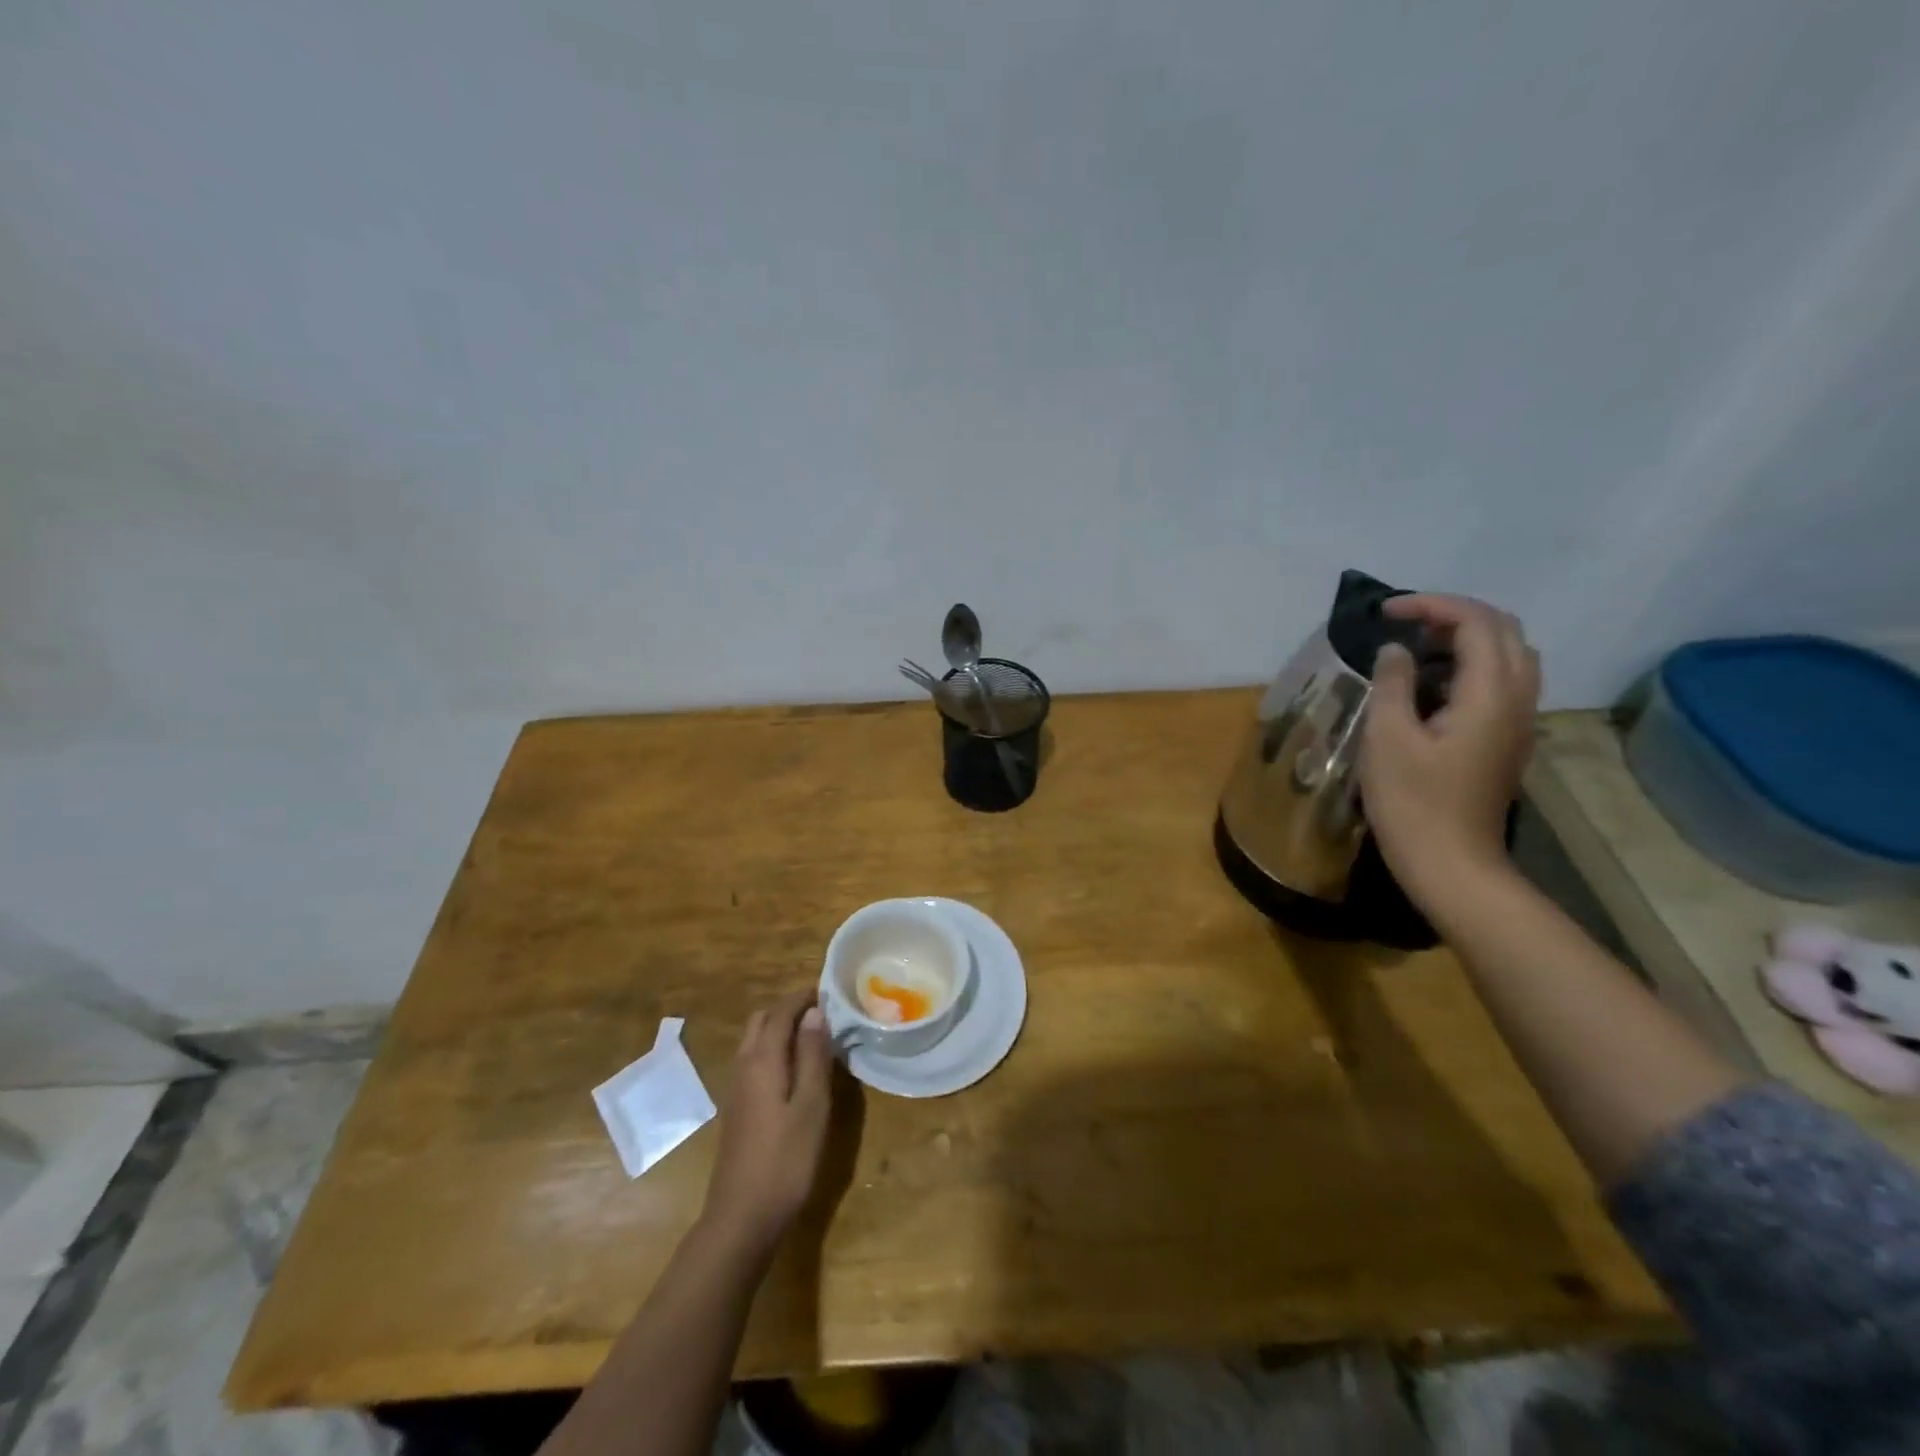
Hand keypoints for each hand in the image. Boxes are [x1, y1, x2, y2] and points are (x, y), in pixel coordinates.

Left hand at [700, 992, 832, 1256]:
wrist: (741, 1218)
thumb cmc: (785, 1159)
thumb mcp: (811, 1105)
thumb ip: (813, 1056)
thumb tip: (815, 1013)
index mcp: (762, 1060)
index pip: (780, 1012)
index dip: (803, 997)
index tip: (830, 989)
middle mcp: (744, 1066)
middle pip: (761, 1021)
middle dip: (789, 1009)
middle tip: (823, 1013)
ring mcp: (737, 1089)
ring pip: (755, 1041)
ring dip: (780, 1029)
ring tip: (814, 1037)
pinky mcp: (738, 1109)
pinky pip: (755, 1061)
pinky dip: (775, 1050)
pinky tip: (796, 1070)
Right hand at [1359, 594, 1540, 906]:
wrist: (1451, 864)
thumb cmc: (1412, 803)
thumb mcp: (1387, 738)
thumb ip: (1393, 684)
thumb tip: (1395, 651)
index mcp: (1490, 694)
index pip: (1476, 622)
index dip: (1431, 605)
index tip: (1384, 612)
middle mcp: (1518, 699)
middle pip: (1504, 631)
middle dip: (1454, 614)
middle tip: (1403, 624)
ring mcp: (1519, 722)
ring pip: (1509, 656)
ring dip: (1466, 638)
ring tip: (1416, 648)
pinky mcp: (1508, 740)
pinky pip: (1502, 682)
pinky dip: (1470, 665)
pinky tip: (1431, 685)